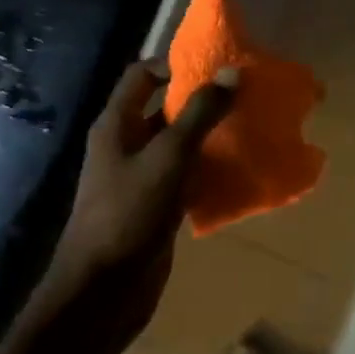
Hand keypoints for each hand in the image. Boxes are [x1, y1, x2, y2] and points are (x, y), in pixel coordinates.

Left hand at [48, 59, 236, 340]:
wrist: (105, 288)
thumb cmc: (130, 212)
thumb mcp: (169, 157)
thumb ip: (200, 114)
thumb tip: (232, 72)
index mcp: (118, 124)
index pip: (142, 76)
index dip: (174, 65)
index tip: (215, 67)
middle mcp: (125, 145)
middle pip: (163, 109)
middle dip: (201, 101)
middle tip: (243, 97)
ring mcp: (140, 177)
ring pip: (177, 145)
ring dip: (208, 137)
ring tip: (250, 128)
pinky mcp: (155, 206)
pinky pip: (184, 177)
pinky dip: (208, 171)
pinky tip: (239, 172)